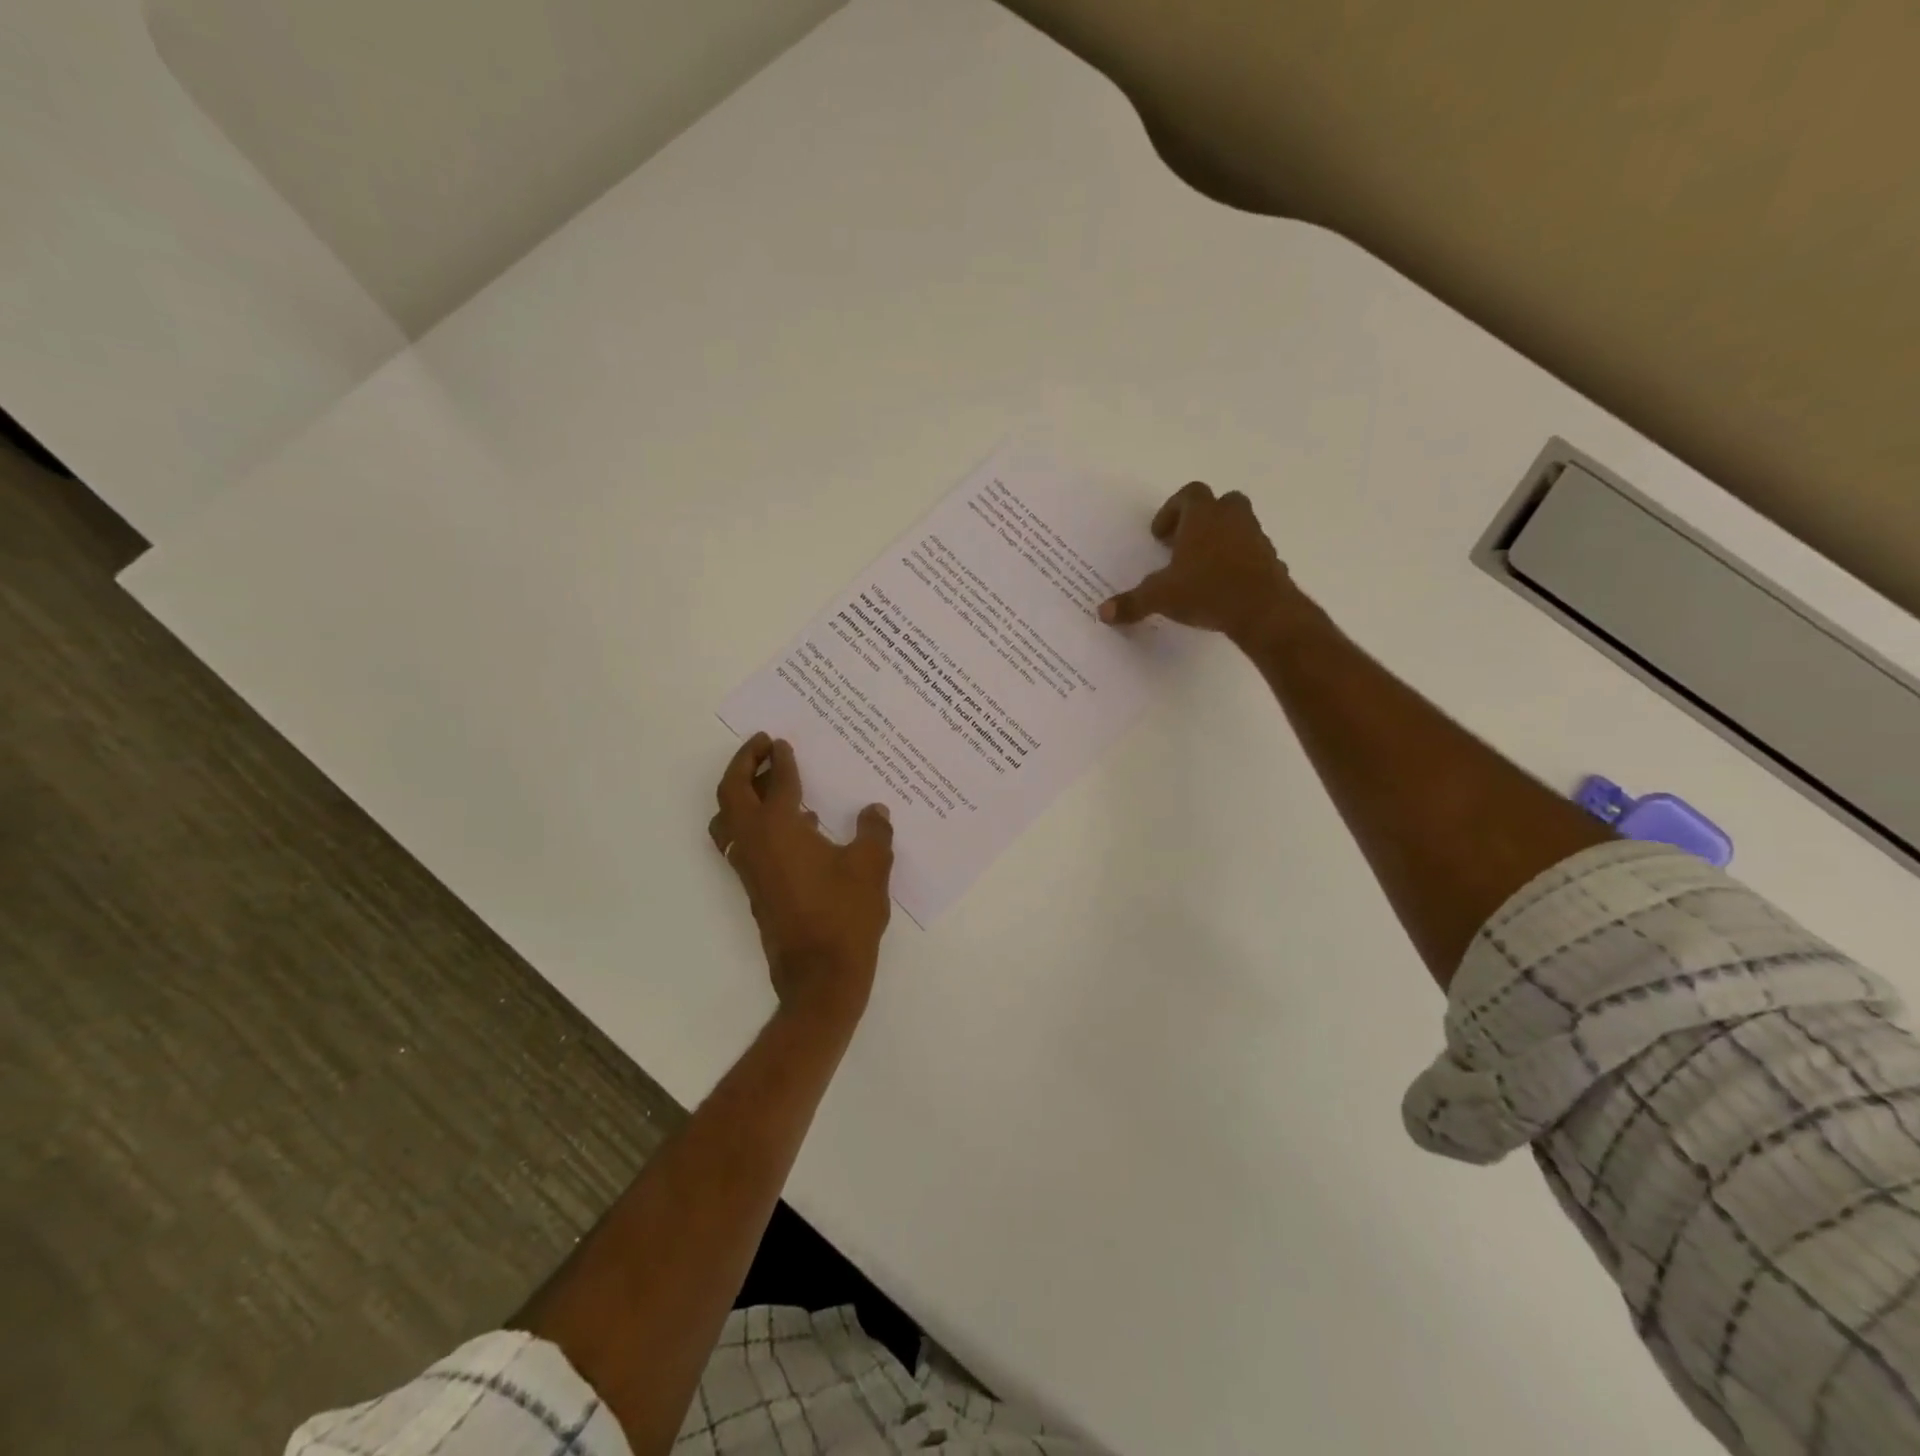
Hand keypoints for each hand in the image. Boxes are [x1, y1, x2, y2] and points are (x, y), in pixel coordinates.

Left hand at [708, 734, 894, 1029]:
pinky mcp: (754, 887)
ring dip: (739, 792)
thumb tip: (873, 810)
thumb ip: (873, 831)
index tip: (782, 742)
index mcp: (779, 828)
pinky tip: (791, 826)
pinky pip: (740, 840)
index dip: (781, 759)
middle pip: (732, 792)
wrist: (819, 974)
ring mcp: (749, 867)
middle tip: (761, 745)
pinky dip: (750, 820)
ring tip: (767, 781)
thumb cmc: (845, 914)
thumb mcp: (871, 865)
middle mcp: (754, 842)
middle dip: (744, 763)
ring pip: (727, 818)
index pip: (777, 782)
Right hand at [1098, 482, 1300, 645]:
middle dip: (1201, 520)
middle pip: (1219, 503)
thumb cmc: (1207, 590)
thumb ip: (1133, 602)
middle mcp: (1232, 518)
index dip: (1171, 510)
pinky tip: (1223, 587)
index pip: (1189, 494)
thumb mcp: (1161, 598)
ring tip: (1202, 568)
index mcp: (1203, 516)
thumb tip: (1103, 613)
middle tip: (1183, 545)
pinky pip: (1251, 552)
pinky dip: (1237, 562)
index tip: (1160, 535)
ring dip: (1220, 539)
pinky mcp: (1271, 560)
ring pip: (1238, 526)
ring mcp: (1256, 537)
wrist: (1263, 610)